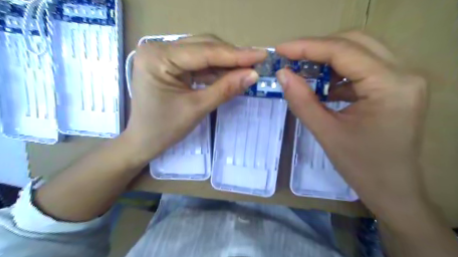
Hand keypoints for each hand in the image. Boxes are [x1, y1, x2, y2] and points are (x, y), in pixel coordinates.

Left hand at [121, 34, 266, 164]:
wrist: (144, 141)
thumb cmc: (164, 129)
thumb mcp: (197, 108)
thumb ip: (225, 89)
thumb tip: (253, 74)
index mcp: (158, 57)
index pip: (204, 52)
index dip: (236, 55)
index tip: (262, 55)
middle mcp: (158, 49)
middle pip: (204, 47)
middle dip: (232, 57)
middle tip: (257, 62)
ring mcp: (163, 55)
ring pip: (203, 53)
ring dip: (226, 63)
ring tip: (248, 69)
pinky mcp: (170, 64)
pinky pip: (198, 63)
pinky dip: (215, 70)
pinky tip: (231, 74)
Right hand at [276, 31, 429, 221]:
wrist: (392, 189)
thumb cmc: (361, 167)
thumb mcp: (326, 133)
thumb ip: (302, 100)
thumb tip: (282, 74)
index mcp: (390, 86)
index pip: (343, 51)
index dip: (307, 47)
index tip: (280, 50)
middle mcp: (403, 74)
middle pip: (354, 43)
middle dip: (317, 48)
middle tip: (290, 58)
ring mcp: (402, 79)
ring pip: (359, 52)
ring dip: (327, 59)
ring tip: (303, 72)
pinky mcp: (395, 87)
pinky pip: (362, 68)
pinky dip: (338, 72)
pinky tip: (323, 86)